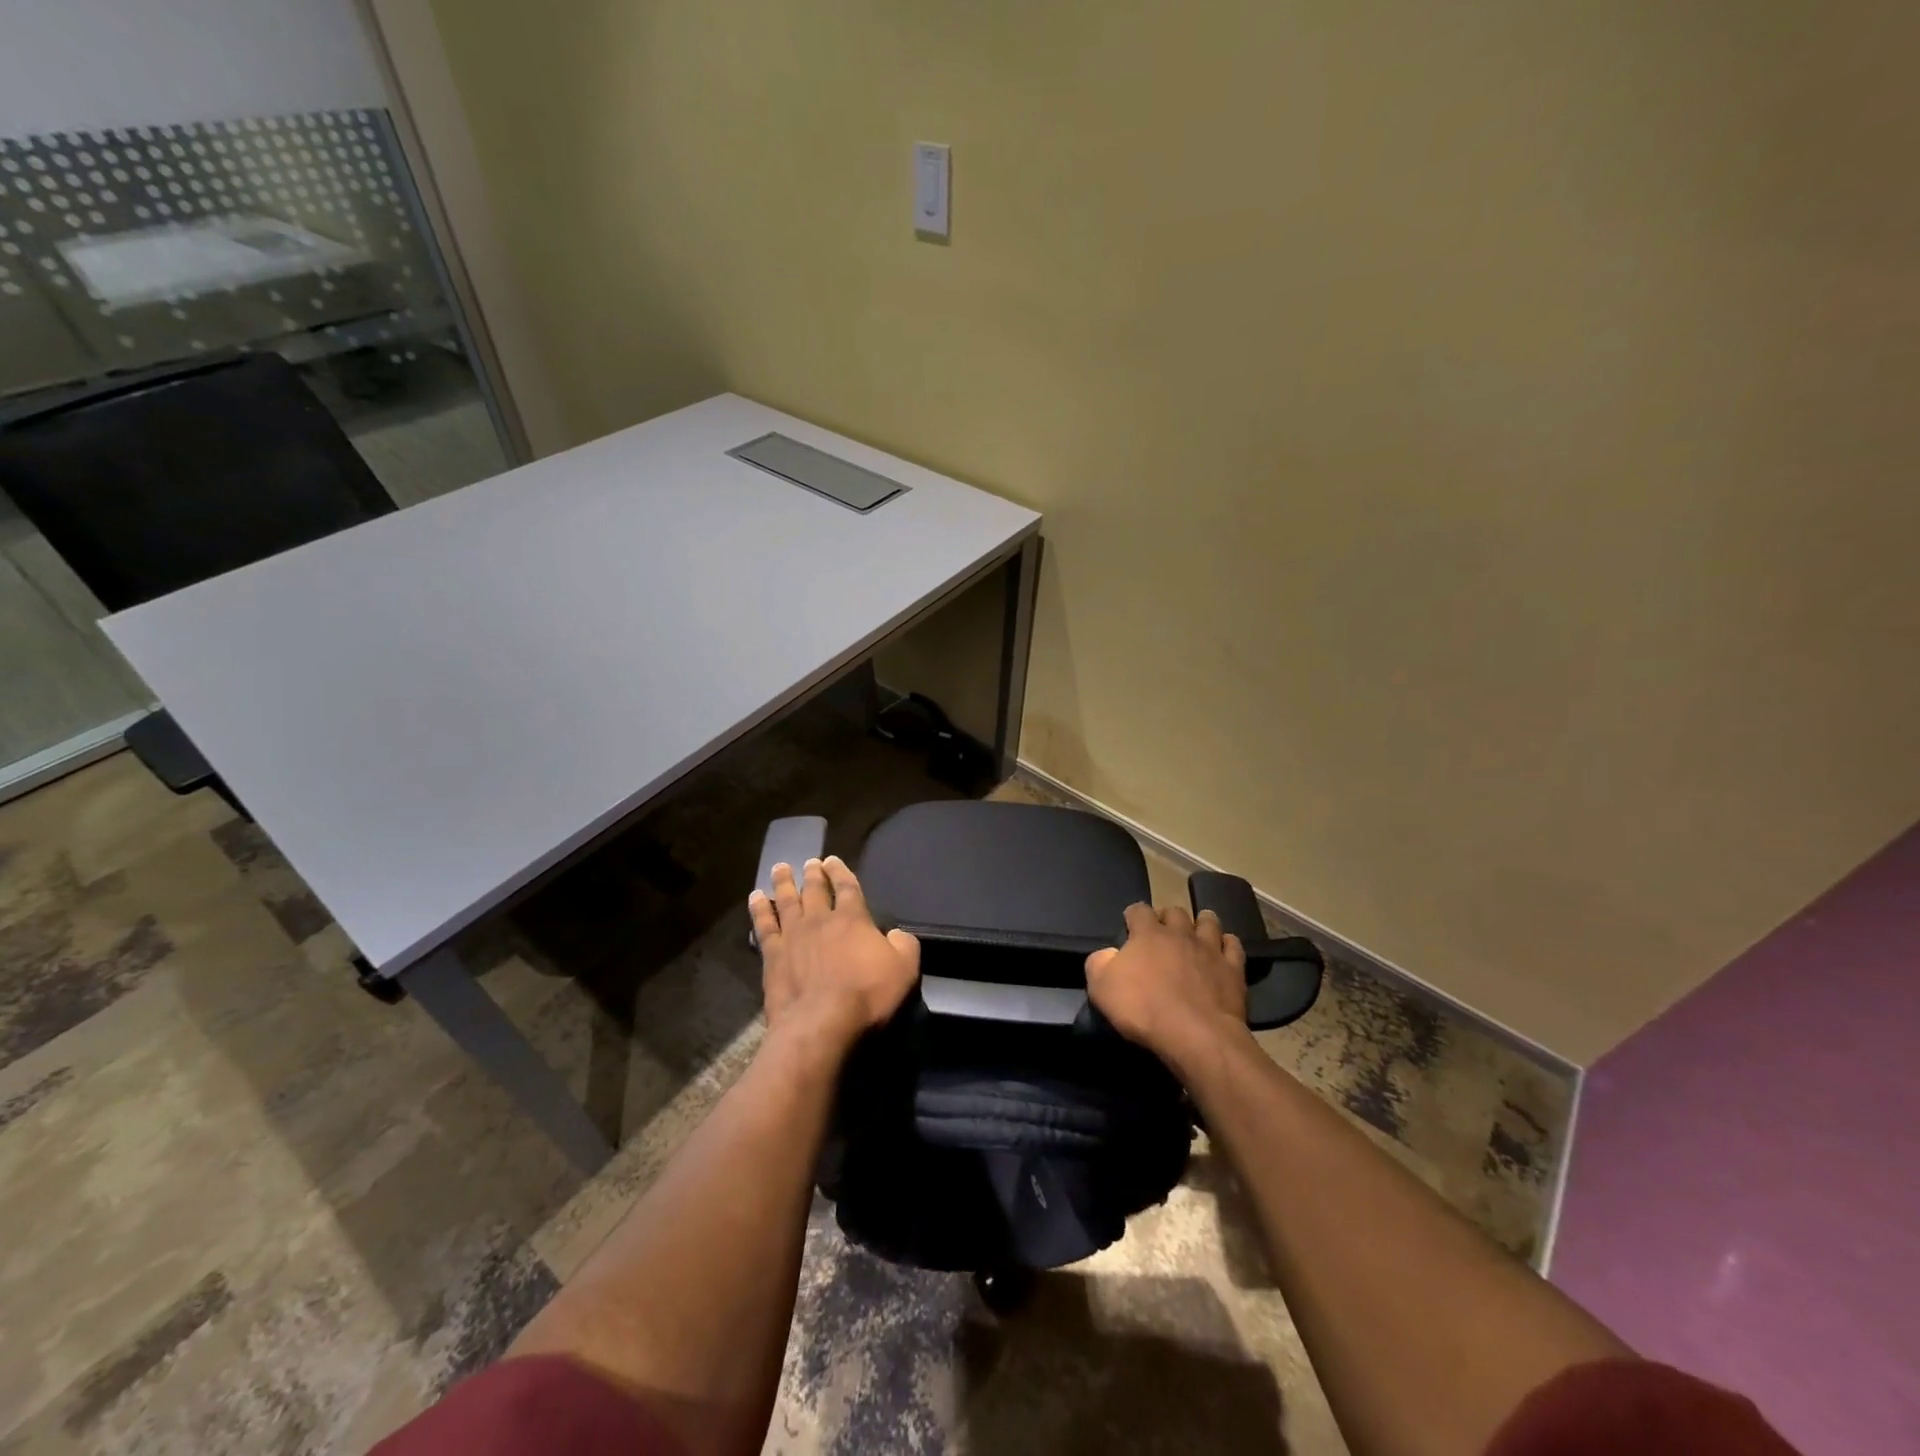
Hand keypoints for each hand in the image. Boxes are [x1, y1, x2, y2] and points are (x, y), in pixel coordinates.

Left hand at [748, 856, 920, 1048]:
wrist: (821, 1024)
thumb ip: (904, 944)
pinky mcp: (772, 956)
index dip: (841, 872)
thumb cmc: (868, 995)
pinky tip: (755, 897)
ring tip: (781, 868)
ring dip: (784, 883)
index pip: (847, 886)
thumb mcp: (905, 968)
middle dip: (813, 874)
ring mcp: (793, 936)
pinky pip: (763, 925)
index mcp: (853, 918)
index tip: (832, 860)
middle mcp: (820, 919)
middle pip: (815, 890)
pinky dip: (759, 909)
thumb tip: (895, 934)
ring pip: (787, 900)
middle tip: (810, 862)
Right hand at [1085, 904, 1250, 1065]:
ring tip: (1196, 933)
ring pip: (1208, 921)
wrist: (1195, 1035)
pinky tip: (1222, 951)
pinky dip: (1227, 944)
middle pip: (1175, 911)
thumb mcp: (1101, 988)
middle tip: (1163, 933)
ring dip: (1201, 923)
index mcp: (1147, 934)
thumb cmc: (1143, 1009)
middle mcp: (1180, 933)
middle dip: (1167, 918)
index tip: (1130, 926)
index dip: (1133, 915)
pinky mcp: (1233, 968)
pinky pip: (1233, 945)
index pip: (1138, 910)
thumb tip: (1106, 954)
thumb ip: (1098, 963)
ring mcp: (1209, 948)